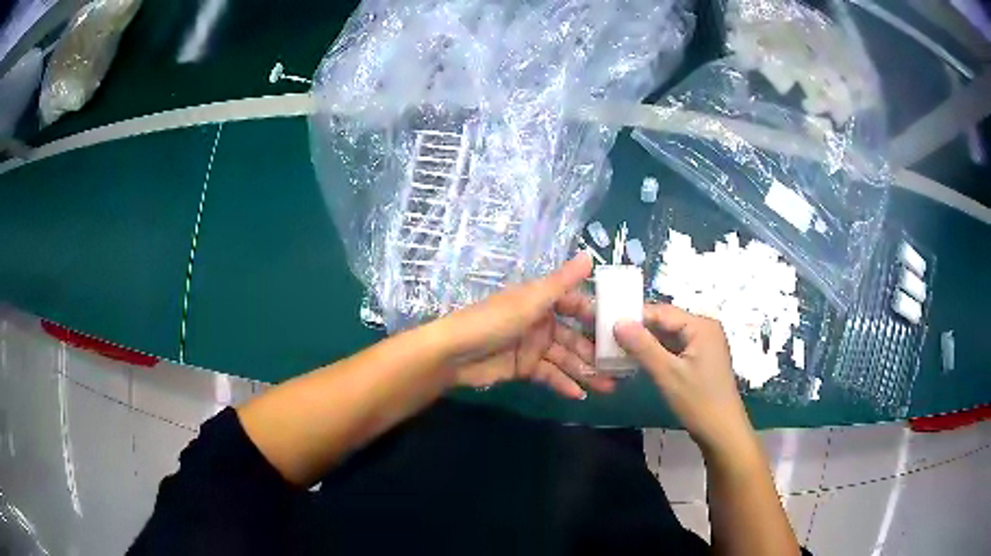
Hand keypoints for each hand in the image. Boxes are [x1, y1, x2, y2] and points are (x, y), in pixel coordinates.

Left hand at [431, 254, 614, 398]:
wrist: (454, 353)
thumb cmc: (493, 321)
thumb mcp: (530, 300)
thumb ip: (562, 282)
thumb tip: (589, 255)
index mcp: (542, 301)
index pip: (577, 306)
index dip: (597, 316)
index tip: (623, 328)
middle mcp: (541, 322)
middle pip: (575, 337)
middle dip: (596, 351)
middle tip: (621, 366)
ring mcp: (533, 347)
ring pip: (566, 359)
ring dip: (585, 372)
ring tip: (609, 386)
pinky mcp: (524, 368)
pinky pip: (550, 375)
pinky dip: (564, 384)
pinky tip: (581, 394)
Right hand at [614, 305, 754, 454]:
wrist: (722, 432)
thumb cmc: (698, 401)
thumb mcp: (667, 373)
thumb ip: (642, 346)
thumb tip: (617, 322)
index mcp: (701, 325)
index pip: (662, 311)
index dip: (634, 316)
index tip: (605, 323)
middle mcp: (704, 329)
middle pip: (666, 322)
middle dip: (639, 330)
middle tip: (608, 337)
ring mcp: (704, 345)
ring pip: (669, 336)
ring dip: (646, 342)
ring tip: (617, 348)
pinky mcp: (700, 360)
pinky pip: (674, 348)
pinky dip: (657, 353)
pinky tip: (638, 360)